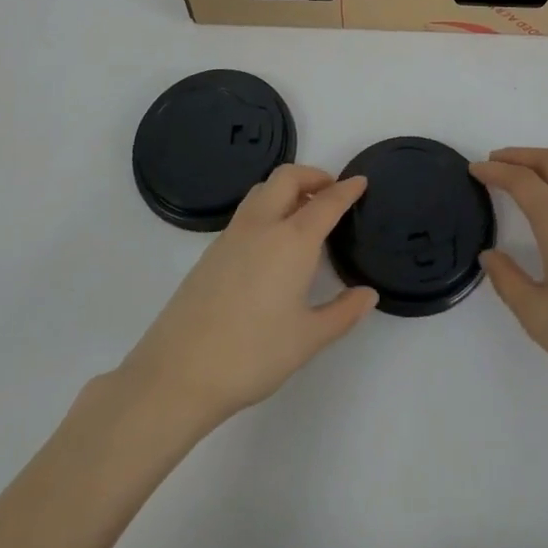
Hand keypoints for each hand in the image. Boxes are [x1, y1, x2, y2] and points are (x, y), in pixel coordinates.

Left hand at [119, 165, 377, 428]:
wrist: (179, 372)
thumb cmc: (252, 354)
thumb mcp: (307, 339)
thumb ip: (342, 313)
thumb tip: (368, 294)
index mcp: (292, 240)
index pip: (326, 202)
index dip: (346, 190)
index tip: (360, 181)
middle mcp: (262, 225)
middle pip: (288, 177)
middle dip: (313, 175)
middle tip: (331, 193)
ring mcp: (232, 235)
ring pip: (263, 190)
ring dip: (287, 187)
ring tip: (303, 211)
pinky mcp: (212, 250)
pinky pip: (247, 211)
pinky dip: (268, 207)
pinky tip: (272, 241)